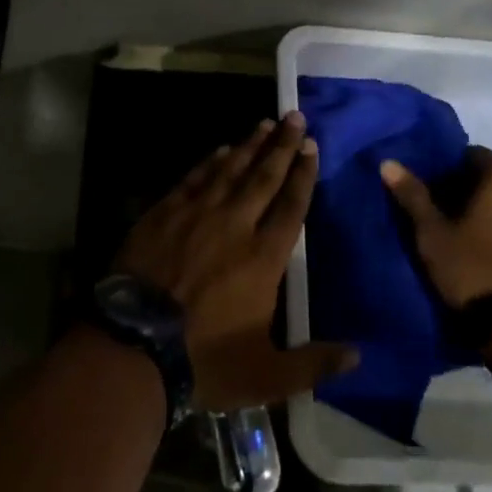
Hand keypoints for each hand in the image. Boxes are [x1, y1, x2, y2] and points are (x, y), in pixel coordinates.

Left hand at [116, 111, 359, 411]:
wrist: (132, 345)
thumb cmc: (203, 360)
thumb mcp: (266, 374)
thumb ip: (313, 363)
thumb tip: (359, 354)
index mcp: (263, 257)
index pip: (291, 205)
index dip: (304, 174)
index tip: (312, 146)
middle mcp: (235, 224)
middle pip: (264, 176)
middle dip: (282, 145)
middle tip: (294, 116)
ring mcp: (196, 214)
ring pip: (230, 170)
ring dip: (249, 145)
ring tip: (264, 123)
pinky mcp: (164, 214)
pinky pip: (193, 179)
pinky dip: (210, 162)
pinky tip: (220, 150)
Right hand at [379, 147, 491, 306]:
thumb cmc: (472, 269)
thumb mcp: (432, 234)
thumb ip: (413, 196)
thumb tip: (389, 163)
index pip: (475, 154)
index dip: (451, 166)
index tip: (433, 186)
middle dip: (468, 191)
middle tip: (442, 213)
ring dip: (489, 215)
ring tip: (463, 237)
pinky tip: (487, 256)